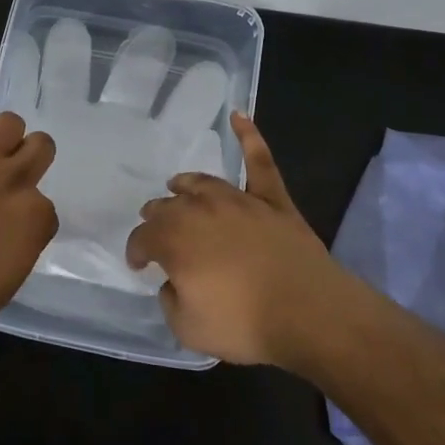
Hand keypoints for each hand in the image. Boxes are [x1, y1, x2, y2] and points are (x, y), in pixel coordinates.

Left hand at [0, 109, 58, 338]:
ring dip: (3, 137)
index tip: (11, 230)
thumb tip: (15, 235)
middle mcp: (13, 181)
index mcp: (35, 217)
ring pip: (10, 122)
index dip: (29, 218)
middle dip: (31, 159)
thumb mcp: (7, 283)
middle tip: (10, 179)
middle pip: (42, 146)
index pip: (47, 207)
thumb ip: (20, 249)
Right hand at [126, 113, 350, 366]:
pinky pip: (259, 161)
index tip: (138, 265)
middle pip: (168, 206)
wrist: (308, 312)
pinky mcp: (272, 200)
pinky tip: (239, 117)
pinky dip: (249, 137)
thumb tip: (174, 282)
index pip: (143, 238)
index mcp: (174, 239)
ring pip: (202, 183)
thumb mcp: (188, 328)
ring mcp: (238, 200)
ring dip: (185, 185)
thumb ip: (171, 300)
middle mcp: (199, 210)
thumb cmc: (243, 323)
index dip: (136, 251)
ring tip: (177, 185)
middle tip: (155, 230)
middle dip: (156, 217)